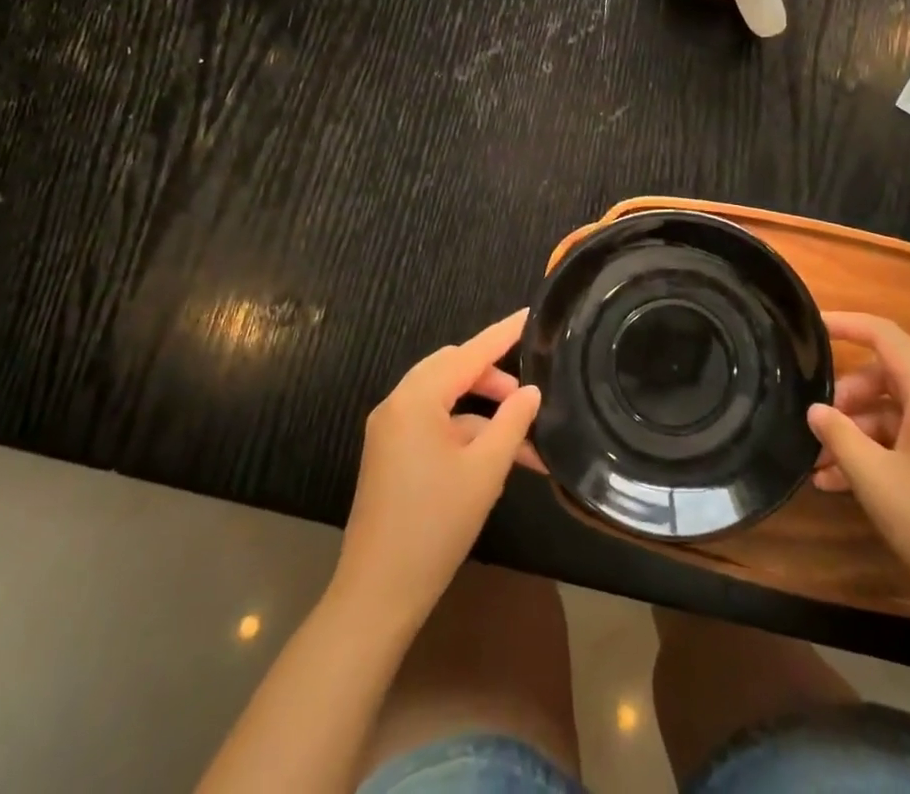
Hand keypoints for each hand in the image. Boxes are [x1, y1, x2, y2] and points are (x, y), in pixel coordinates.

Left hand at [332, 310, 541, 630]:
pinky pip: (433, 424)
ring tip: (523, 439)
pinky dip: (464, 431)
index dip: (502, 334)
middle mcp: (397, 404)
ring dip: (483, 412)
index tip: (530, 315)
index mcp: (416, 399)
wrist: (378, 594)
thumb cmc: (435, 525)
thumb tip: (531, 391)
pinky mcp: (390, 454)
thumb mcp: (485, 470)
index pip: (469, 352)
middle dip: (493, 378)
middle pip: (453, 369)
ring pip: (445, 399)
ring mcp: (390, 430)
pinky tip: (494, 458)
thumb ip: (512, 421)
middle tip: (528, 395)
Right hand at [808, 312, 909, 617]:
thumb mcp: (876, 480)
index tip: (812, 326)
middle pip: (885, 377)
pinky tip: (842, 485)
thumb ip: (840, 437)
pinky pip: (907, 442)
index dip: (848, 324)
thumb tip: (815, 410)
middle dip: (845, 397)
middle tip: (816, 424)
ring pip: (892, 414)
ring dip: (856, 434)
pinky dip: (876, 454)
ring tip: (819, 467)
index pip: (886, 336)